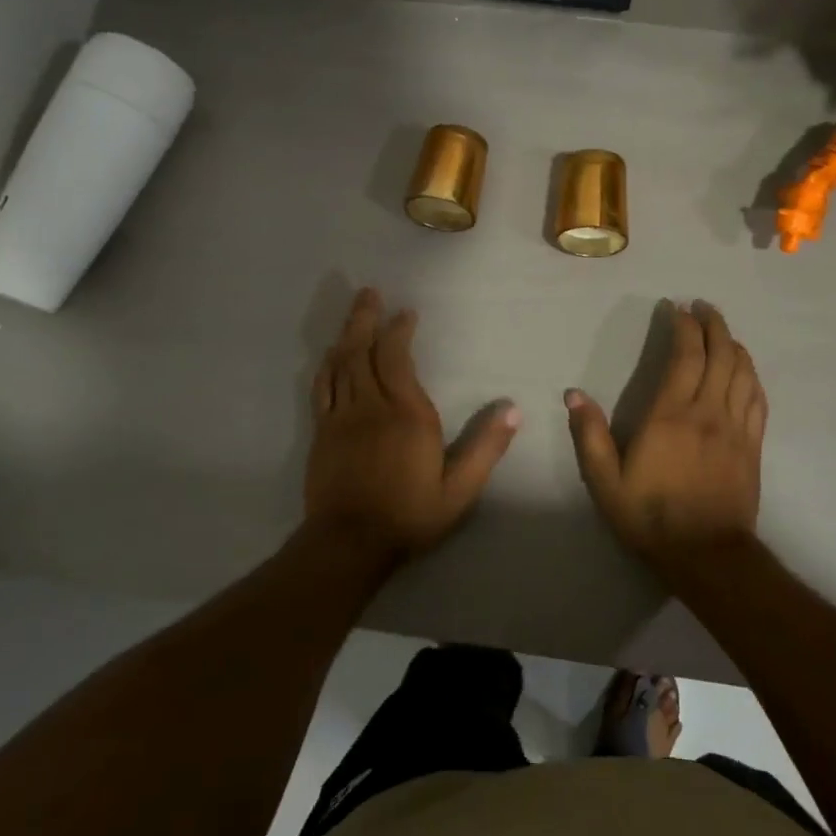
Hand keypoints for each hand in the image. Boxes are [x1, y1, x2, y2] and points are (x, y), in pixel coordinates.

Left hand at [305, 288, 519, 562]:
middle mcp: (371, 406)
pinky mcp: (322, 432)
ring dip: (347, 334)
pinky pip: (323, 387)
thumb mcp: (459, 490)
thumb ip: (485, 448)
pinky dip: (328, 365)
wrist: (349, 544)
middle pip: (363, 351)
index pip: (397, 358)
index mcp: (407, 415)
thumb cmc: (409, 515)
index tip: (406, 313)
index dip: (399, 331)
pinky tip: (331, 355)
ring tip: (354, 313)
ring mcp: (342, 417)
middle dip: (367, 319)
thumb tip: (513, 410)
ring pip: (341, 364)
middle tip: (369, 292)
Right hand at [565, 301, 766, 568]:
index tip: (677, 308)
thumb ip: (590, 436)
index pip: (685, 356)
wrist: (707, 556)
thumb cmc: (651, 517)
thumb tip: (573, 395)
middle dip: (713, 325)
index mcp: (671, 415)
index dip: (684, 327)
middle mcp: (708, 412)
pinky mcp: (753, 445)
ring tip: (723, 330)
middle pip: (720, 355)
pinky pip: (757, 399)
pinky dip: (751, 375)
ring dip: (734, 344)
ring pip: (743, 372)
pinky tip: (745, 369)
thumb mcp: (606, 482)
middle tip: (703, 307)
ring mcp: (736, 428)